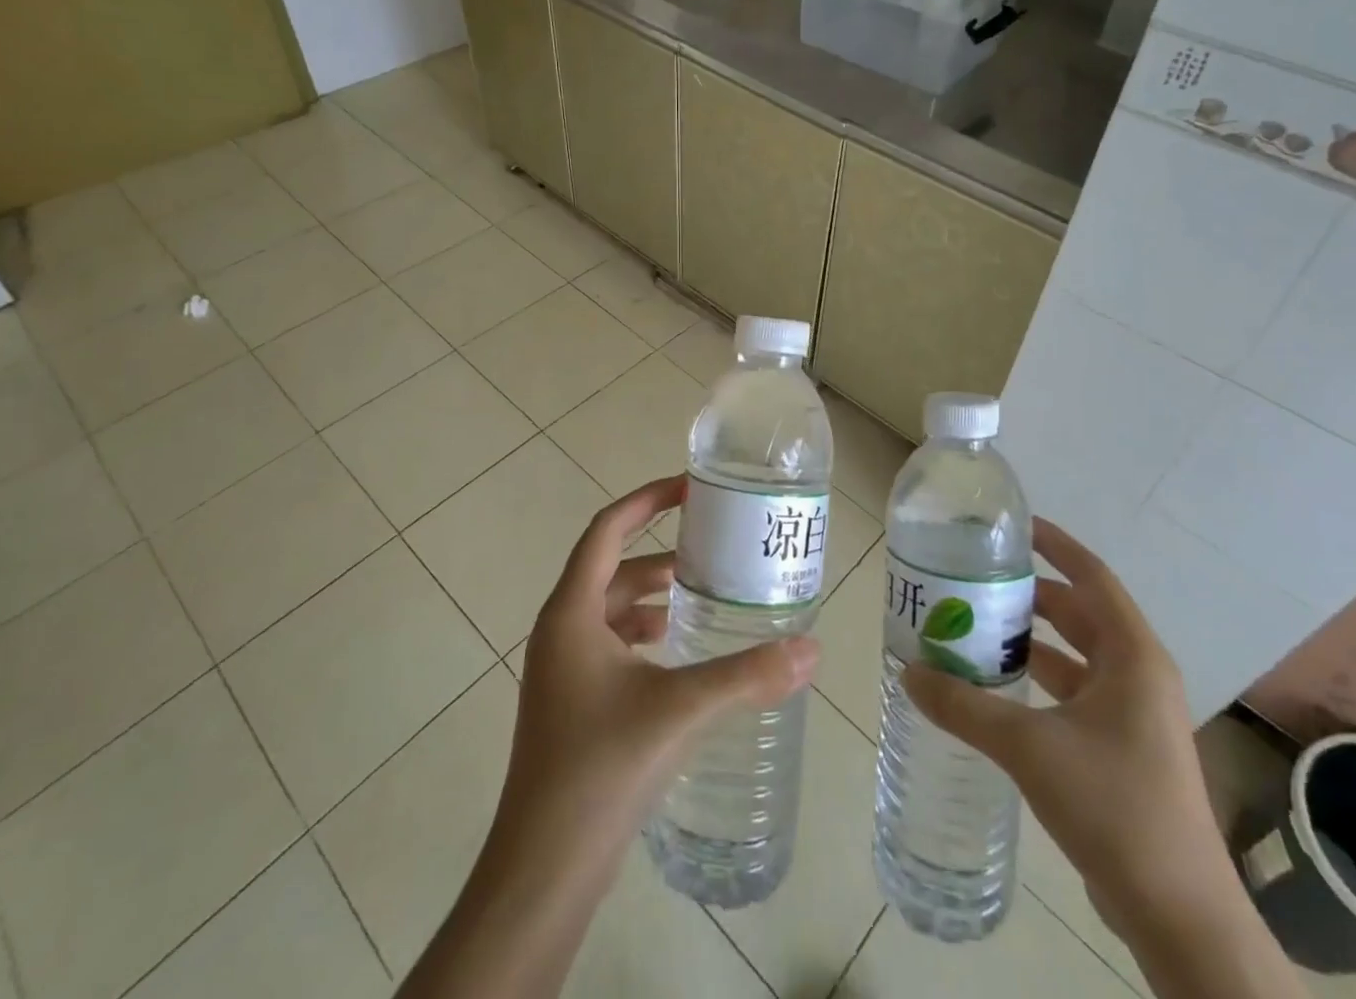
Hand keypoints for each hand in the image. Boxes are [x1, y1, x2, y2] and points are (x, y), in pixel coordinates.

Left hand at [498, 474, 819, 877]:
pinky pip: (609, 644)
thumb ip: (747, 676)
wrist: (543, 868)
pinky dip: (643, 634)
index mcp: (571, 612)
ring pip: (610, 608)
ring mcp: (562, 669)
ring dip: (651, 595)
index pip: (606, 529)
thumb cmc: (601, 768)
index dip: (646, 500)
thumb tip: (812, 650)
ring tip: (701, 595)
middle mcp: (560, 630)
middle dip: (658, 551)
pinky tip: (677, 653)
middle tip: (711, 546)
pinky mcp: (571, 702)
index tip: (689, 487)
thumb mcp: (679, 710)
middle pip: (610, 567)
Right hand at [900, 517, 1225, 935]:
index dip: (1056, 544)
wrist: (1178, 914)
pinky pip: (1077, 692)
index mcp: (1133, 656)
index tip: (1015, 526)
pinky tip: (1000, 688)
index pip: (1092, 576)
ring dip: (1033, 639)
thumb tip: (907, 671)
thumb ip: (964, 705)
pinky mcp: (1125, 748)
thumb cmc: (1113, 806)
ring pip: (1078, 655)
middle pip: (1081, 613)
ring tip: (978, 627)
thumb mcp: (1029, 747)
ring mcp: (1135, 714)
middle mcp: (1139, 674)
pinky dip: (1041, 679)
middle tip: (978, 582)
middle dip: (1031, 595)